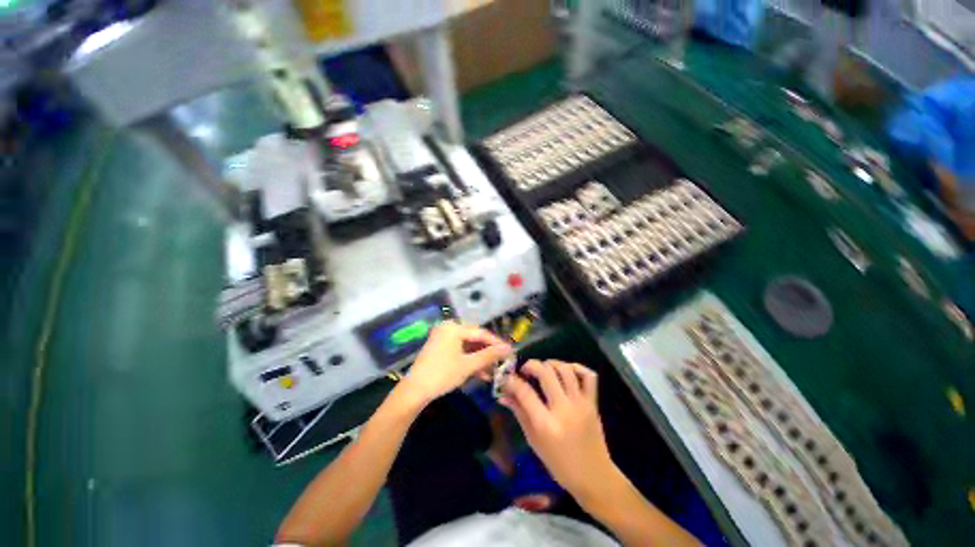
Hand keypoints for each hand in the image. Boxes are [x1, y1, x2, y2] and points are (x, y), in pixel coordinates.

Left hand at [399, 322, 511, 405]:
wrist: (414, 391)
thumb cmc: (442, 374)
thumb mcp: (468, 365)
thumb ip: (489, 355)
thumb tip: (508, 348)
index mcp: (453, 327)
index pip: (480, 332)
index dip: (496, 342)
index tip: (509, 350)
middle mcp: (448, 328)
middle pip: (474, 338)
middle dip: (487, 352)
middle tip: (501, 361)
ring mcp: (442, 338)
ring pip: (467, 346)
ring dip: (479, 358)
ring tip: (492, 370)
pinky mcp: (439, 348)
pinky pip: (459, 350)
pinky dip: (468, 360)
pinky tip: (479, 372)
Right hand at [500, 360, 613, 496]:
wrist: (594, 476)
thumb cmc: (559, 464)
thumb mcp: (534, 441)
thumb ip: (519, 413)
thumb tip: (504, 395)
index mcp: (546, 424)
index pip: (525, 392)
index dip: (512, 381)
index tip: (507, 378)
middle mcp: (564, 409)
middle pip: (545, 373)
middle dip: (531, 365)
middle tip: (525, 371)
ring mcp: (581, 404)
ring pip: (565, 369)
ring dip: (551, 363)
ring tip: (543, 368)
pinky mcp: (593, 402)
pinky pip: (588, 376)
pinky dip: (577, 367)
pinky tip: (566, 370)